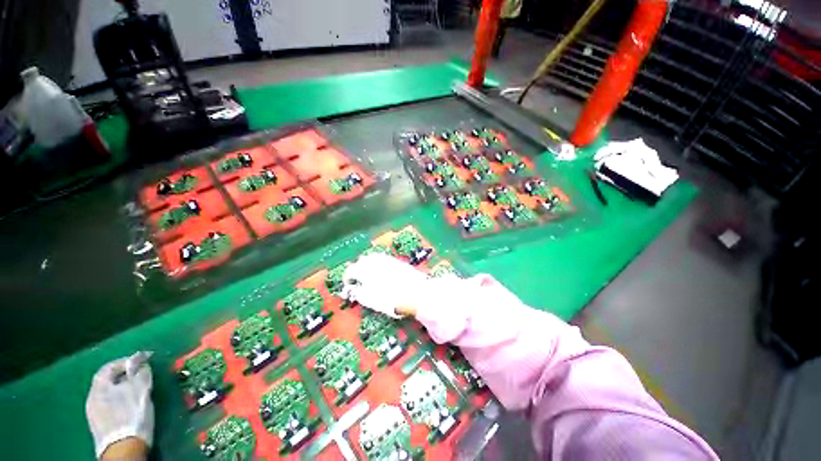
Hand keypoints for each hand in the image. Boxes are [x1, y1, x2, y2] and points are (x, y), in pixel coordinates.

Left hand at [86, 351, 153, 459]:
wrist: (124, 448)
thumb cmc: (132, 415)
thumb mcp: (140, 390)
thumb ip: (140, 373)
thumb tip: (141, 363)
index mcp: (99, 387)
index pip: (110, 366)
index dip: (127, 361)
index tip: (144, 360)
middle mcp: (92, 397)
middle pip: (108, 381)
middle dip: (125, 376)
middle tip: (142, 375)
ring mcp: (94, 412)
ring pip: (109, 394)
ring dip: (122, 389)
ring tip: (138, 391)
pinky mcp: (99, 424)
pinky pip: (109, 405)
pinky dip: (120, 401)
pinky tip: (129, 407)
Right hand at [341, 253, 432, 317]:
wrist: (416, 293)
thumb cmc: (390, 298)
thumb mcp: (369, 299)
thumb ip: (357, 292)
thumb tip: (350, 288)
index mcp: (364, 269)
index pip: (350, 271)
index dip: (347, 278)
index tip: (348, 286)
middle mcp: (374, 261)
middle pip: (361, 261)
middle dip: (357, 269)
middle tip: (357, 280)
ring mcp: (387, 259)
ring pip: (372, 258)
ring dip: (368, 265)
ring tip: (369, 276)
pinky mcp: (397, 261)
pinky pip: (383, 259)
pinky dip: (378, 264)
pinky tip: (382, 272)